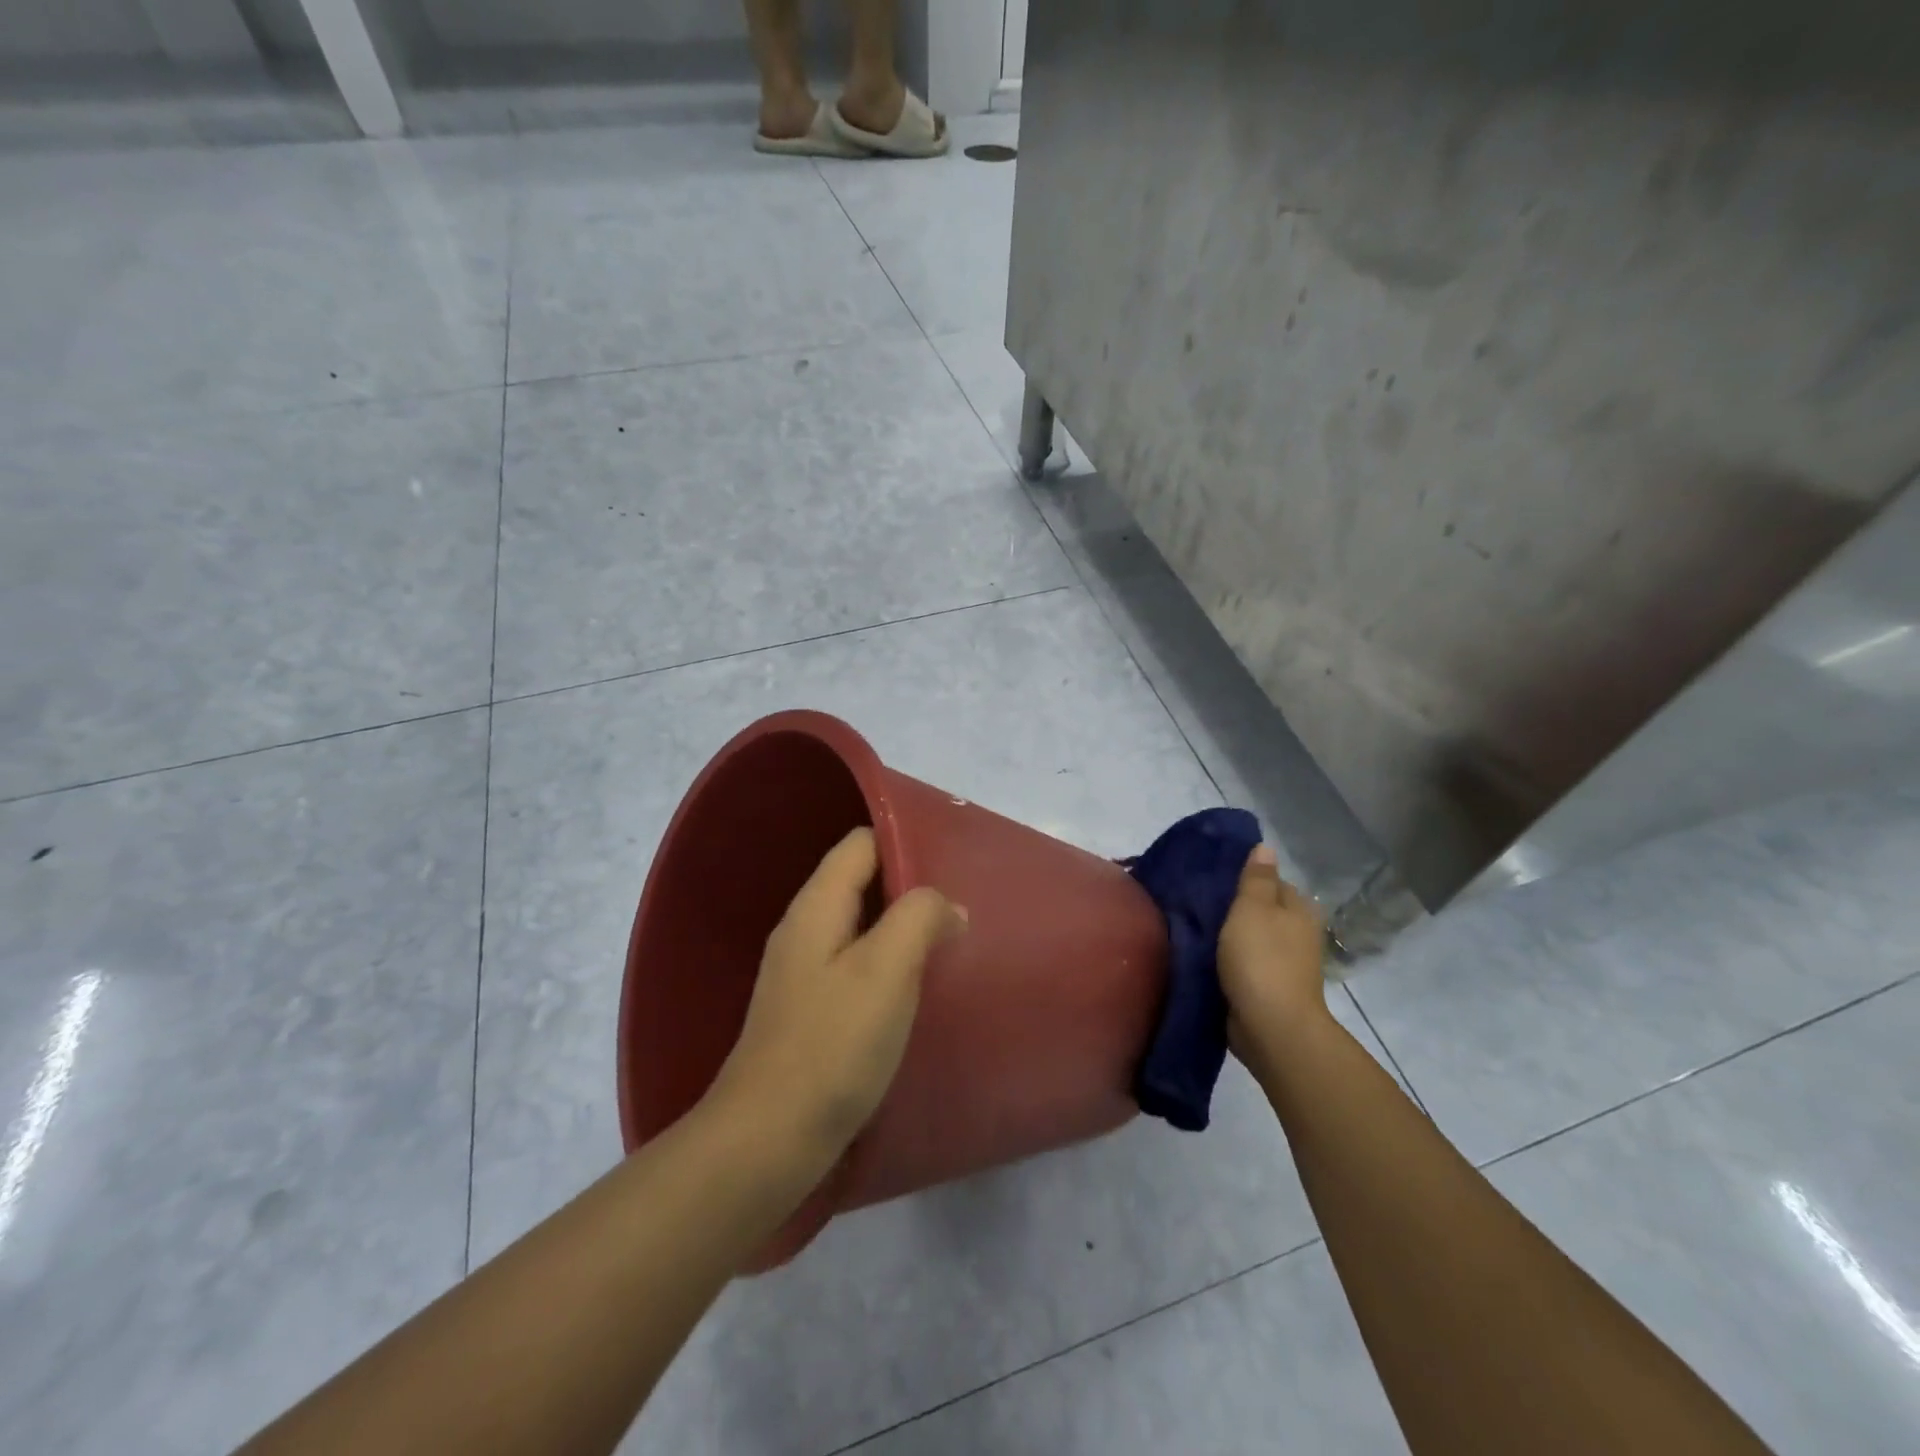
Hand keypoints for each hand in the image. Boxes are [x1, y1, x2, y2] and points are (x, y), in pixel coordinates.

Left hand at [706, 828, 967, 1171]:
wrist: (768, 1141)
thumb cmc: (832, 1045)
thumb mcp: (886, 969)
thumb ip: (919, 918)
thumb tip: (947, 905)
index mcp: (816, 906)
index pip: (861, 844)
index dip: (905, 839)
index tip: (954, 859)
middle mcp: (805, 929)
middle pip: (861, 881)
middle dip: (911, 885)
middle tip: (961, 902)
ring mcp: (804, 972)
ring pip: (862, 926)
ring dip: (903, 927)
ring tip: (950, 940)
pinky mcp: (812, 1011)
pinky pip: (857, 965)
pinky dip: (890, 963)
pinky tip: (918, 987)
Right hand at [1217, 844, 1329, 1065]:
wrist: (1271, 1027)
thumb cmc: (1261, 959)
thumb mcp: (1253, 908)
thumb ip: (1257, 878)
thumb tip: (1266, 847)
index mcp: (1299, 909)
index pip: (1272, 881)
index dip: (1245, 877)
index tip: (1213, 877)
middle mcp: (1297, 934)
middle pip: (1262, 910)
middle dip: (1235, 907)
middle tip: (1197, 901)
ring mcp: (1285, 964)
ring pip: (1252, 938)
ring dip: (1230, 935)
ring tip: (1195, 926)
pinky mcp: (1268, 988)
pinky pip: (1244, 964)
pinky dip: (1229, 960)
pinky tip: (1205, 956)